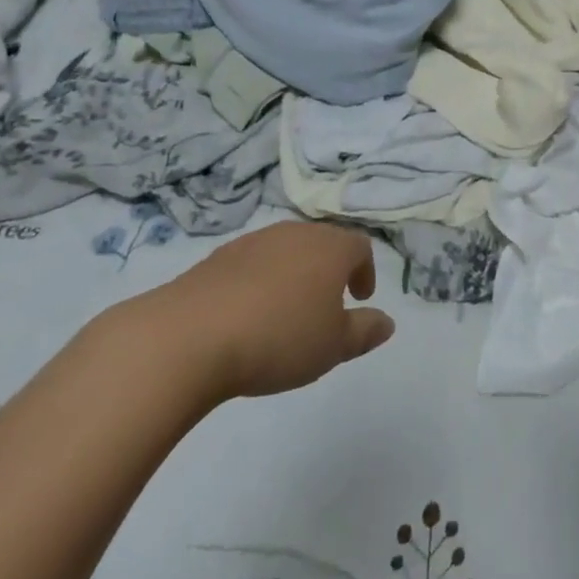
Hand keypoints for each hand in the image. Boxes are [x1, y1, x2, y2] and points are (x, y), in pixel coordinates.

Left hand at [129, 222, 394, 402]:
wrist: (191, 335)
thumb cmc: (278, 338)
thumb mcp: (332, 346)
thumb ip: (363, 332)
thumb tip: (387, 322)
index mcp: (330, 248)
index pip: (360, 246)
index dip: (365, 271)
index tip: (359, 299)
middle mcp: (296, 233)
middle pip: (323, 243)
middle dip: (329, 270)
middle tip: (326, 306)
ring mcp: (255, 241)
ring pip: (286, 250)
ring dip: (293, 275)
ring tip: (285, 313)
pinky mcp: (219, 256)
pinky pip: (252, 264)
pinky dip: (259, 282)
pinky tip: (247, 316)